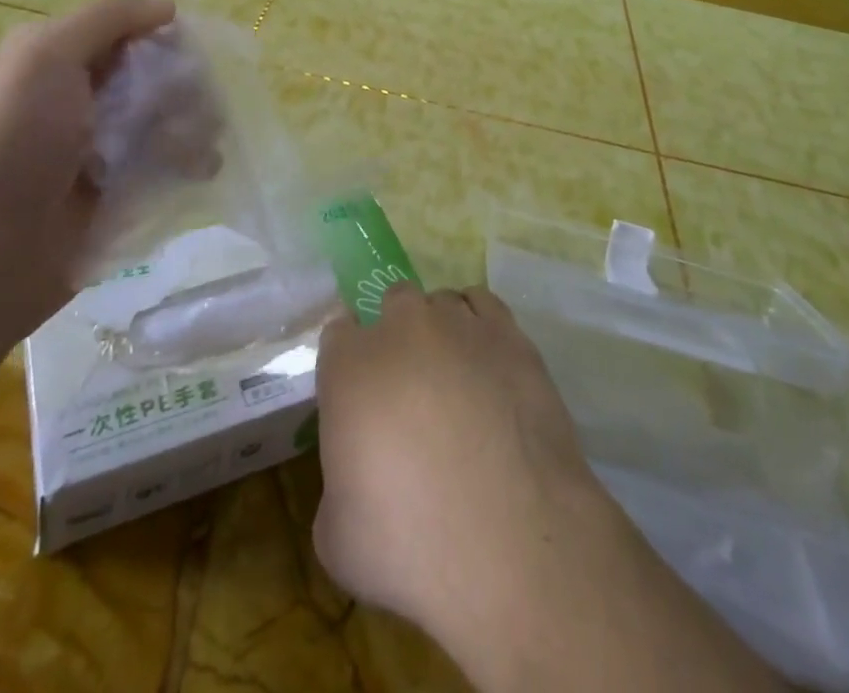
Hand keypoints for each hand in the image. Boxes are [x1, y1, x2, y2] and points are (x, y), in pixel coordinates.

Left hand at [0, 0, 175, 356]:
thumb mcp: (44, 56)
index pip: (125, 30)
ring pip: (166, 119)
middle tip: (196, 105)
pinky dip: (187, 162)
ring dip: (191, 124)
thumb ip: (107, 19)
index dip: (160, 35)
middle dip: (182, 84)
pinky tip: (200, 170)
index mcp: (52, 60)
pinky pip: (165, 164)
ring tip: (200, 146)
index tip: (189, 50)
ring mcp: (98, 149)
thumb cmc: (10, 143)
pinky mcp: (117, 194)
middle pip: (152, 74)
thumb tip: (167, 7)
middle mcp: (76, 99)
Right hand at [313, 285, 619, 646]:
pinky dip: (480, 326)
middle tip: (408, 390)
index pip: (337, 335)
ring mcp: (460, 324)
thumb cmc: (410, 545)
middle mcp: (402, 327)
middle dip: (395, 336)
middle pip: (392, 305)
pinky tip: (486, 362)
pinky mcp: (509, 334)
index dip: (347, 363)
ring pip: (440, 303)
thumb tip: (359, 472)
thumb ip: (338, 482)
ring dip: (439, 331)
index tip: (358, 395)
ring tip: (454, 379)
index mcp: (349, 366)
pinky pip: (484, 306)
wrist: (512, 541)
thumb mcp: (336, 537)